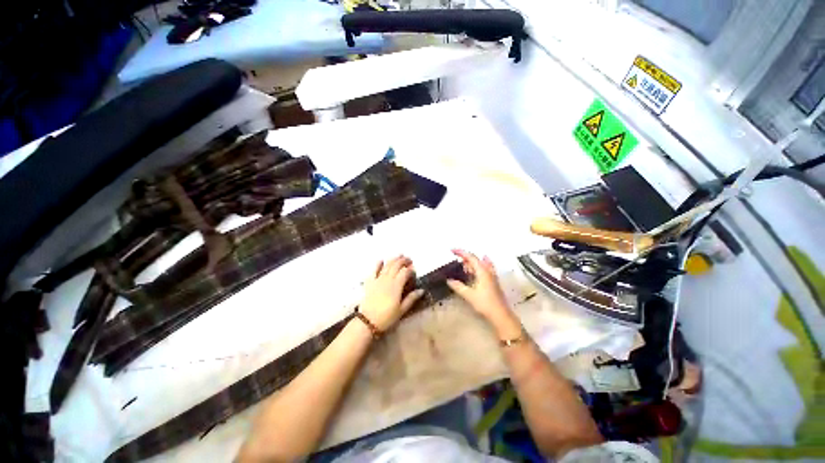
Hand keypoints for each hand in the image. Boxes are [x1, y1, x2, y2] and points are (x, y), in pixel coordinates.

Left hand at [359, 256, 424, 331]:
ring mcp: (378, 279)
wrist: (367, 321)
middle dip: (403, 261)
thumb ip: (411, 298)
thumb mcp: (401, 310)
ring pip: (387, 265)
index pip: (405, 272)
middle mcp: (387, 279)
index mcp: (396, 285)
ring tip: (399, 256)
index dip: (410, 269)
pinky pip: (374, 270)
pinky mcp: (370, 282)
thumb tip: (421, 290)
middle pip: (396, 265)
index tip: (414, 270)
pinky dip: (378, 264)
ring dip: (393, 259)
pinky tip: (381, 260)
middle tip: (409, 259)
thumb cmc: (387, 317)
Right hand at [446, 249, 521, 338]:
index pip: (471, 257)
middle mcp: (488, 271)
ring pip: (480, 264)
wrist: (501, 315)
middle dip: (465, 257)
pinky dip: (477, 267)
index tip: (452, 250)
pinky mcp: (493, 281)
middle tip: (455, 258)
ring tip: (462, 265)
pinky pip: (484, 269)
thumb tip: (449, 280)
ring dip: (471, 263)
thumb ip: (458, 287)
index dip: (461, 252)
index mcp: (483, 271)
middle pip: (476, 259)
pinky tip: (474, 270)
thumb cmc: (485, 304)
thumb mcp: (469, 295)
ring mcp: (492, 276)